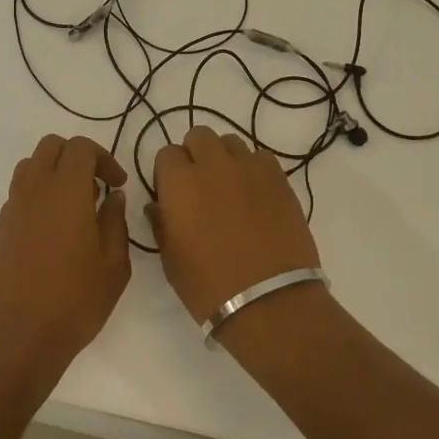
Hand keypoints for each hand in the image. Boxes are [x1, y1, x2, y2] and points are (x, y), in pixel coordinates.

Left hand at [0, 135, 131, 379]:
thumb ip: (115, 222)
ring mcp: (12, 209)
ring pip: (30, 166)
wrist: (17, 338)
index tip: (117, 185)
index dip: (103, 158)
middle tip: (96, 187)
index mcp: (66, 191)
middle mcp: (34, 190)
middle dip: (77, 157)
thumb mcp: (113, 266)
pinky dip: (38, 196)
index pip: (80, 147)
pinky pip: (19, 194)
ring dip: (54, 172)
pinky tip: (52, 230)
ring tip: (74, 205)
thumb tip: (112, 197)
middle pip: (51, 147)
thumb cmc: (74, 302)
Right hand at [149, 125, 319, 322]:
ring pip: (231, 142)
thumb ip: (161, 223)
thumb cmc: (209, 286)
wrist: (269, 302)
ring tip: (230, 189)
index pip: (166, 154)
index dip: (168, 173)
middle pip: (199, 136)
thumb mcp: (170, 259)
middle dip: (195, 155)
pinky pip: (261, 158)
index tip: (173, 194)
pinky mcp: (279, 179)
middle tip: (200, 186)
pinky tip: (256, 195)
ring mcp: (249, 168)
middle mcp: (213, 165)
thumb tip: (159, 206)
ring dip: (225, 159)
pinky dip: (254, 169)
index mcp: (179, 182)